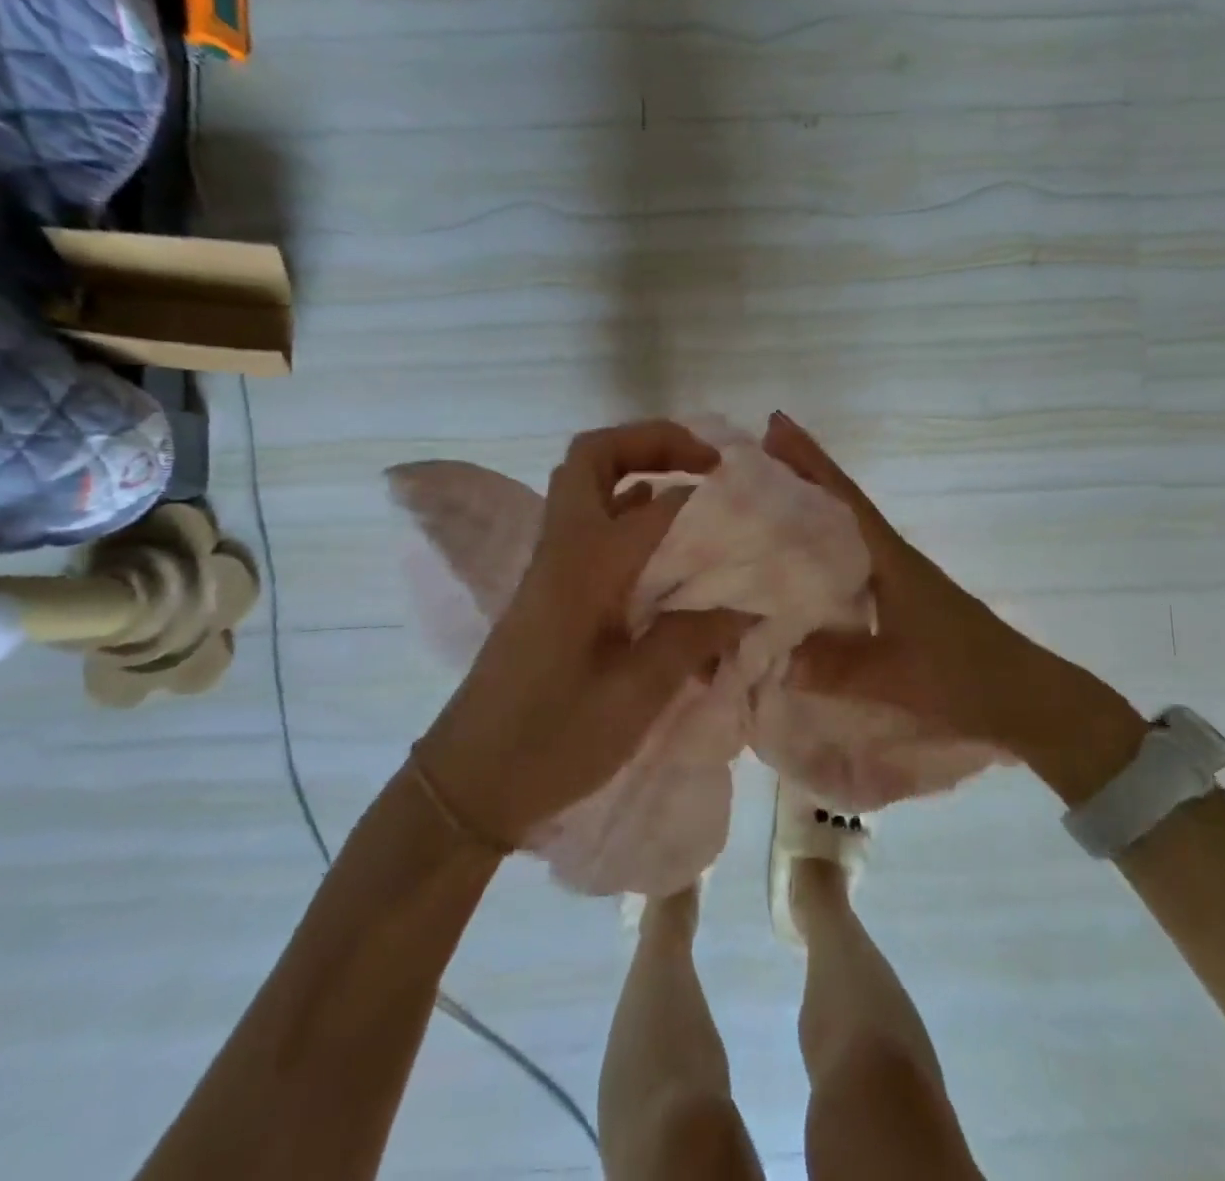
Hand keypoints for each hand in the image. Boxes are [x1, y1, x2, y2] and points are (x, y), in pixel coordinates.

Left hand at [414, 421, 751, 848]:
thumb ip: (692, 638)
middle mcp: (563, 550)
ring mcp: (552, 569)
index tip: (755, 509)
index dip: (708, 498)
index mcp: (584, 566)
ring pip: (588, 488)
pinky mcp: (551, 592)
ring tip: (698, 493)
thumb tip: (748, 603)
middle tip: (708, 463)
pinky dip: (628, 515)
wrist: (469, 783)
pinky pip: (591, 528)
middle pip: (593, 458)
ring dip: (639, 472)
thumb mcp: (635, 696)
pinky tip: (668, 549)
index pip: (657, 505)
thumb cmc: (551, 740)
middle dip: (652, 442)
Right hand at [761, 412, 1145, 801]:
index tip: (776, 425)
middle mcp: (889, 558)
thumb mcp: (898, 675)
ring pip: (842, 532)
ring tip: (764, 498)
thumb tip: (775, 658)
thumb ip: (838, 668)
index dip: (810, 461)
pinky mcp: (898, 601)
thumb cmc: (964, 673)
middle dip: (801, 475)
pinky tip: (799, 563)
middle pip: (839, 504)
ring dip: (809, 509)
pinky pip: (847, 562)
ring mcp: (895, 578)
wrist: (1022, 695)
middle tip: (755, 453)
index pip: (844, 498)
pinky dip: (819, 549)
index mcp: (889, 559)